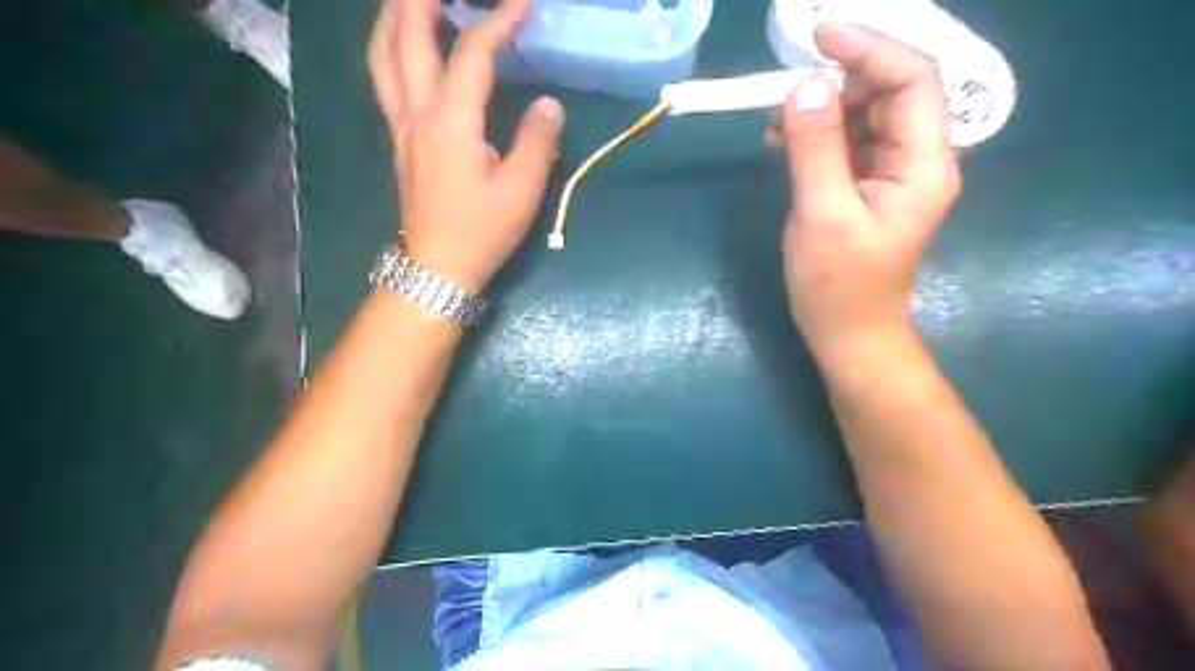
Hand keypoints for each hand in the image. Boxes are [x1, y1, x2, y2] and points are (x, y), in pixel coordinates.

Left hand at [368, 0, 566, 296]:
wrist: (439, 267)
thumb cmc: (482, 231)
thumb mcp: (522, 191)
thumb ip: (537, 142)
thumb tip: (548, 104)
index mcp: (451, 123)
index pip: (473, 54)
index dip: (499, 22)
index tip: (524, 4)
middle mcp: (417, 114)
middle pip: (407, 38)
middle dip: (422, 0)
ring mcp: (401, 126)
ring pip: (383, 55)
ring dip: (395, 17)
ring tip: (413, 1)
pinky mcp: (398, 140)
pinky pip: (384, 78)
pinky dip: (389, 47)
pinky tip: (403, 45)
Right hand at [775, 23, 958, 357]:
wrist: (848, 334)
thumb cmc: (839, 285)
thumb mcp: (822, 214)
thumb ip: (815, 148)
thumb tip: (802, 85)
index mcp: (925, 163)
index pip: (913, 79)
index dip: (870, 48)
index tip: (819, 35)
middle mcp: (917, 159)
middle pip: (889, 92)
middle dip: (839, 80)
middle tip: (786, 89)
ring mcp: (891, 173)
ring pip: (863, 116)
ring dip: (821, 109)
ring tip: (776, 123)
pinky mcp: (866, 187)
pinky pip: (846, 143)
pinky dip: (815, 135)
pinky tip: (782, 142)